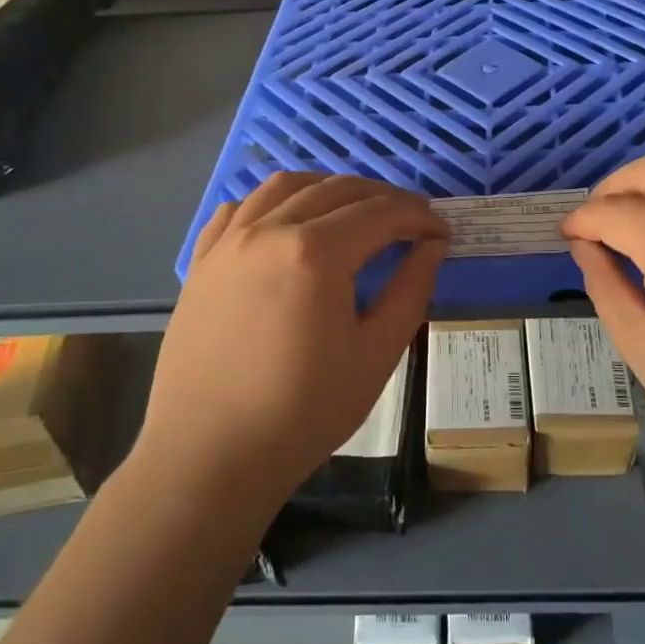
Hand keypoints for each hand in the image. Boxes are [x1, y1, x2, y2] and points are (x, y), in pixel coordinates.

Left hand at [139, 173, 448, 513]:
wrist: (209, 458)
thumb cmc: (303, 412)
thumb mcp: (376, 354)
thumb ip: (411, 290)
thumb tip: (432, 245)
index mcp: (316, 252)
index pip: (381, 213)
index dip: (418, 216)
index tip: (441, 231)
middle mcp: (270, 230)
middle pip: (338, 189)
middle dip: (383, 197)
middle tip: (411, 220)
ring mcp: (229, 241)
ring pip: (286, 185)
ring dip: (330, 188)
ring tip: (355, 210)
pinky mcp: (203, 260)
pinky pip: (241, 208)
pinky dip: (274, 201)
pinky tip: (289, 221)